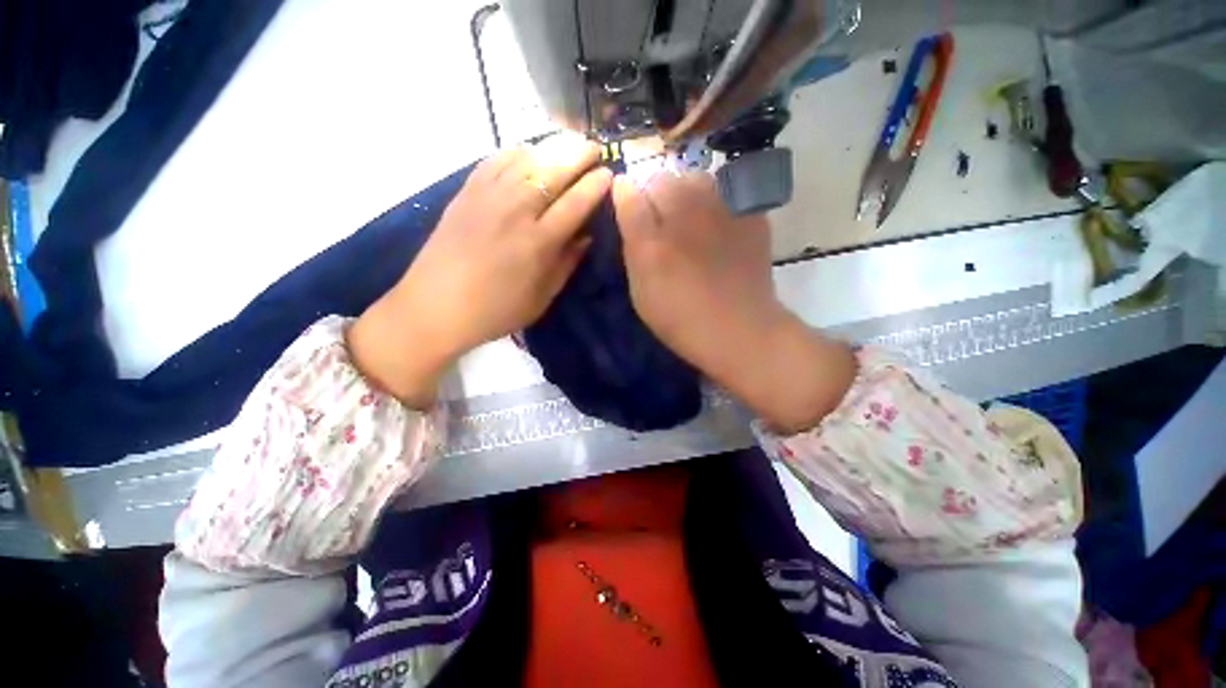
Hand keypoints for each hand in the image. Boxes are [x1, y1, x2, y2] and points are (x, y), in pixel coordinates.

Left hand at [350, 135, 612, 407]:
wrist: (435, 307)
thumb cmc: (495, 312)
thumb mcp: (541, 298)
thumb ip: (566, 265)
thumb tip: (586, 237)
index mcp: (538, 243)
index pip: (575, 204)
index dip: (595, 186)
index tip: (609, 174)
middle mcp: (515, 212)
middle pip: (553, 172)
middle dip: (578, 155)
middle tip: (594, 147)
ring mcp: (487, 198)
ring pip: (525, 159)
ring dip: (550, 147)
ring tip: (566, 143)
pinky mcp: (465, 194)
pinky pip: (493, 161)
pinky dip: (515, 152)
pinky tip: (526, 151)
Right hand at [612, 172, 854, 432]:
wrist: (741, 330)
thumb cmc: (681, 319)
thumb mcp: (641, 292)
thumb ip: (632, 246)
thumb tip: (626, 202)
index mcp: (652, 241)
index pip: (629, 194)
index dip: (626, 197)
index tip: (629, 207)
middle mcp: (684, 216)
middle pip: (661, 178)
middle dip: (655, 196)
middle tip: (662, 224)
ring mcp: (721, 210)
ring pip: (693, 178)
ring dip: (685, 194)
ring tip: (691, 222)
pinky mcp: (748, 212)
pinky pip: (723, 191)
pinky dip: (715, 202)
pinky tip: (718, 228)